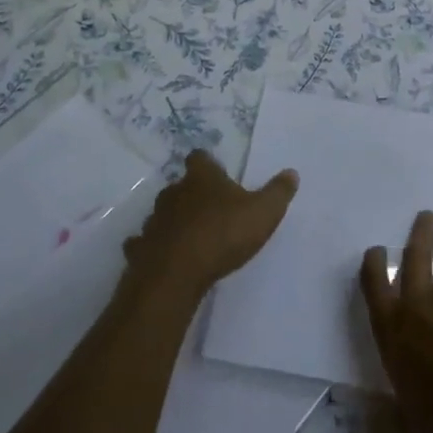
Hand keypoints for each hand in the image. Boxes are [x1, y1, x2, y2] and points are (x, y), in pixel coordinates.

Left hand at [121, 149, 297, 300]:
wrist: (176, 274)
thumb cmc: (223, 235)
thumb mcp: (263, 212)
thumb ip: (278, 192)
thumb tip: (292, 172)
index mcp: (202, 178)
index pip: (200, 157)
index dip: (207, 163)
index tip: (215, 172)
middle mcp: (174, 192)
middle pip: (180, 185)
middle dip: (191, 194)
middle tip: (209, 209)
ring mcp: (153, 220)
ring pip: (162, 213)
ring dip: (173, 220)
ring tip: (189, 235)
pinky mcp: (140, 248)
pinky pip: (144, 242)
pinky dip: (152, 246)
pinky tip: (162, 255)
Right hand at [359, 210, 432, 432]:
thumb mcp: (411, 422)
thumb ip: (387, 418)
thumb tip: (364, 424)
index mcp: (395, 327)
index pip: (375, 283)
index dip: (374, 262)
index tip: (377, 249)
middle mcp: (421, 302)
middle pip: (415, 255)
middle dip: (420, 232)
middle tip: (426, 215)